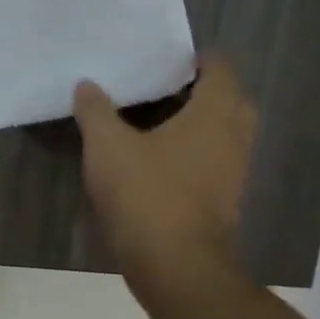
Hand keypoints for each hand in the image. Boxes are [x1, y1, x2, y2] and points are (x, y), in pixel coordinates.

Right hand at [73, 59, 254, 286]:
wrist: (174, 264)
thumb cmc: (145, 193)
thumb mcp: (106, 145)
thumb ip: (96, 110)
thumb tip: (87, 84)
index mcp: (212, 116)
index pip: (220, 71)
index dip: (200, 58)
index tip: (170, 54)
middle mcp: (232, 138)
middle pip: (231, 100)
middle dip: (205, 87)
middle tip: (166, 82)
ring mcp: (232, 171)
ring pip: (225, 132)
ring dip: (202, 119)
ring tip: (159, 115)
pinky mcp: (222, 198)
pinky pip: (215, 158)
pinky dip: (196, 147)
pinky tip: (160, 154)